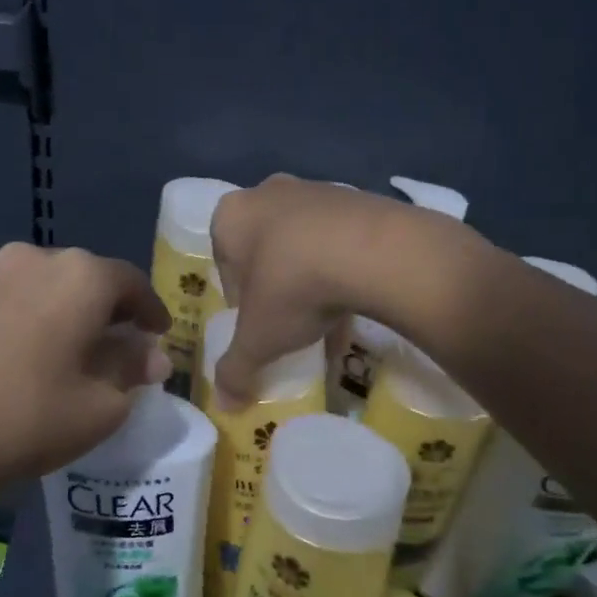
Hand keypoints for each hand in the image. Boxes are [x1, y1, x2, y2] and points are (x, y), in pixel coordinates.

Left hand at [0, 244, 171, 496]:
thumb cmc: (27, 417)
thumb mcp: (100, 406)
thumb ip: (131, 371)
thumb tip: (151, 357)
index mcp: (80, 276)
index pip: (132, 283)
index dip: (152, 310)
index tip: (160, 335)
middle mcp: (35, 259)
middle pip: (88, 280)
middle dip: (110, 311)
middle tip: (121, 346)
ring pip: (47, 288)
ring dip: (68, 314)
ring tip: (74, 352)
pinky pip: (13, 301)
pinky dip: (33, 320)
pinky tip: (29, 356)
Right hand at [209, 176, 438, 404]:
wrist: (372, 251)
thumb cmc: (292, 286)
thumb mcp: (258, 338)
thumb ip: (236, 369)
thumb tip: (223, 405)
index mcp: (232, 216)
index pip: (224, 262)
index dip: (238, 298)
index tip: (255, 323)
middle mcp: (269, 194)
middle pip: (264, 249)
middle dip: (274, 286)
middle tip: (287, 320)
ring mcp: (317, 191)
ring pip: (304, 244)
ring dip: (310, 279)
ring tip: (326, 320)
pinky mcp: (359, 199)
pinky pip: (341, 241)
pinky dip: (343, 271)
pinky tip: (355, 307)